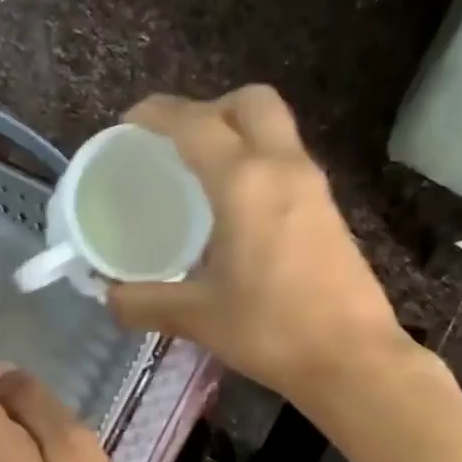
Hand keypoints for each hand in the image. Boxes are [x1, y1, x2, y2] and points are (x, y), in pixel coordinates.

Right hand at [108, 86, 416, 406]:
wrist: (352, 359)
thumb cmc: (272, 331)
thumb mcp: (199, 318)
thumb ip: (146, 303)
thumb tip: (109, 299)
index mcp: (244, 182)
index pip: (195, 124)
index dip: (157, 114)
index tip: (130, 124)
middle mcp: (283, 168)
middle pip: (250, 102)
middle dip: (211, 109)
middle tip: (180, 146)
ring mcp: (314, 188)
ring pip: (275, 131)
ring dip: (239, 136)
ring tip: (204, 179)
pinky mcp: (330, 212)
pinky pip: (288, 164)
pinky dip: (260, 166)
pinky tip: (239, 214)